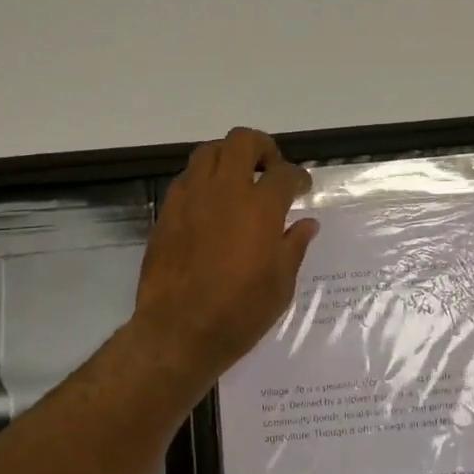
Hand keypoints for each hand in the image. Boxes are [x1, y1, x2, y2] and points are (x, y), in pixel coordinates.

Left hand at [133, 127, 318, 384]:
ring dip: (228, 158)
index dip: (298, 177)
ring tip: (237, 182)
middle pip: (242, 141)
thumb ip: (293, 246)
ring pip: (209, 152)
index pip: (284, 173)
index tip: (301, 188)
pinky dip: (203, 181)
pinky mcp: (167, 211)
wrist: (179, 331)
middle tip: (269, 170)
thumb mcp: (281, 284)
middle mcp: (225, 191)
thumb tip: (305, 224)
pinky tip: (211, 205)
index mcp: (260, 208)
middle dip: (262, 148)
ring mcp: (191, 198)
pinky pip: (187, 178)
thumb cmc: (239, 312)